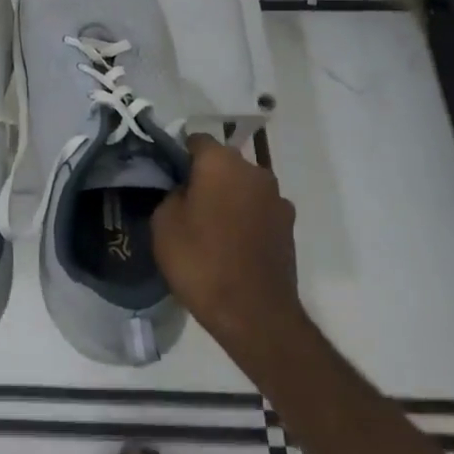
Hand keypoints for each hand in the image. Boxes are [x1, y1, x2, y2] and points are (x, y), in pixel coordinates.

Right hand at [152, 134, 301, 356]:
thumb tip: (184, 190)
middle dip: (205, 175)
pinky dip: (245, 218)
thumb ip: (172, 193)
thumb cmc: (200, 261)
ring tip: (209, 225)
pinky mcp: (289, 227)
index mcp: (222, 163)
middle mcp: (255, 172)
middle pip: (223, 162)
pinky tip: (231, 243)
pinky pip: (258, 210)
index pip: (197, 140)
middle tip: (184, 201)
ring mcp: (277, 199)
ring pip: (243, 186)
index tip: (166, 174)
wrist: (254, 314)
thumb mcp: (163, 223)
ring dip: (228, 197)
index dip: (179, 154)